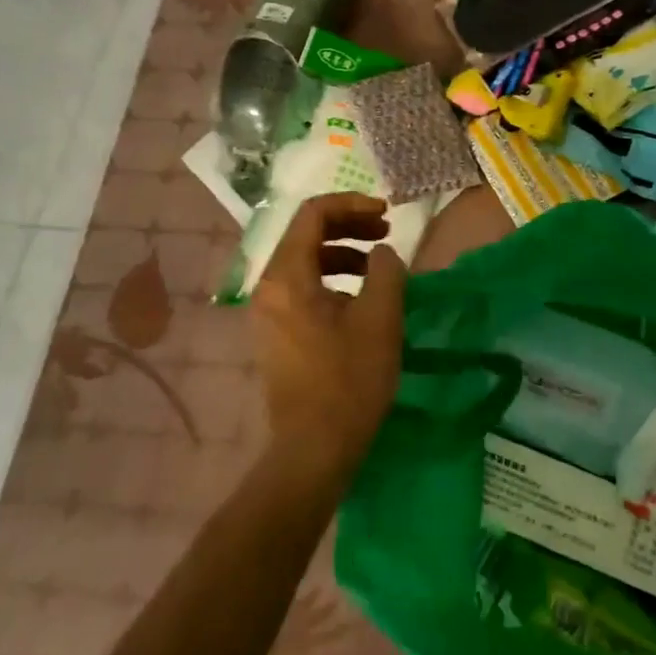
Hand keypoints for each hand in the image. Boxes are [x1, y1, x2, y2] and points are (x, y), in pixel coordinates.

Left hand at [250, 193, 407, 480]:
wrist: (313, 449)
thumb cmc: (348, 381)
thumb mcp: (379, 319)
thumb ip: (386, 271)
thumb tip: (382, 253)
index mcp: (287, 276)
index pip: (313, 214)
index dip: (352, 204)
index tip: (387, 214)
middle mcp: (268, 287)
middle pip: (306, 234)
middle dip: (349, 226)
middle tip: (387, 233)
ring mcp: (267, 312)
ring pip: (304, 261)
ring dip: (343, 252)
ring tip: (379, 266)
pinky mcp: (275, 333)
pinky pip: (302, 287)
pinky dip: (332, 279)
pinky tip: (360, 299)